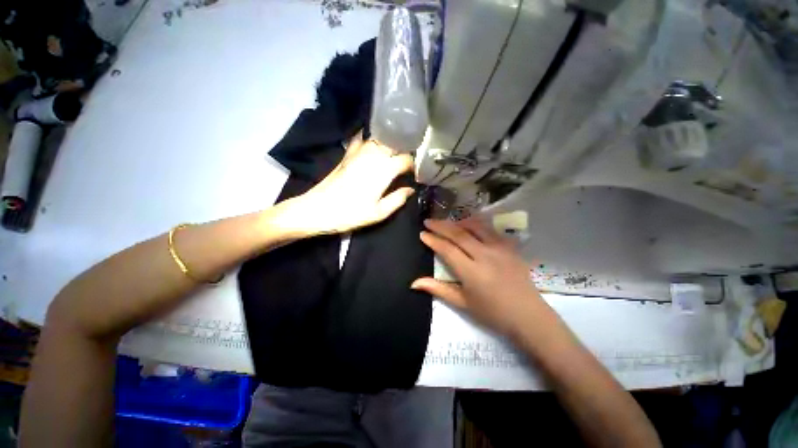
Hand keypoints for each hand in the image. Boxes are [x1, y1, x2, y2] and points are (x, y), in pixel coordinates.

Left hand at [281, 135, 414, 236]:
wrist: (317, 208)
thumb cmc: (349, 214)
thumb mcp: (377, 213)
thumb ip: (397, 199)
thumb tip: (410, 189)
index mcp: (384, 170)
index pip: (406, 159)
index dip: (414, 165)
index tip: (416, 173)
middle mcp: (374, 156)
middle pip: (395, 144)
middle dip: (404, 150)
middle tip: (408, 161)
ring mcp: (359, 152)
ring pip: (380, 139)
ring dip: (390, 142)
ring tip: (395, 152)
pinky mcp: (347, 154)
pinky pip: (361, 139)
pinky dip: (369, 138)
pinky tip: (373, 142)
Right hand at [411, 218, 543, 335]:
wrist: (525, 313)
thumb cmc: (492, 313)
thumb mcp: (464, 304)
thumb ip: (440, 290)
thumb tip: (414, 282)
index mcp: (471, 271)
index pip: (448, 249)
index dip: (433, 239)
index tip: (422, 233)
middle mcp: (485, 254)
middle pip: (460, 233)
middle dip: (442, 225)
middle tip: (429, 221)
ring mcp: (500, 248)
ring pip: (477, 227)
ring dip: (460, 222)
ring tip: (449, 222)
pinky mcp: (511, 247)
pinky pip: (492, 231)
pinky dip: (479, 226)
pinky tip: (474, 228)